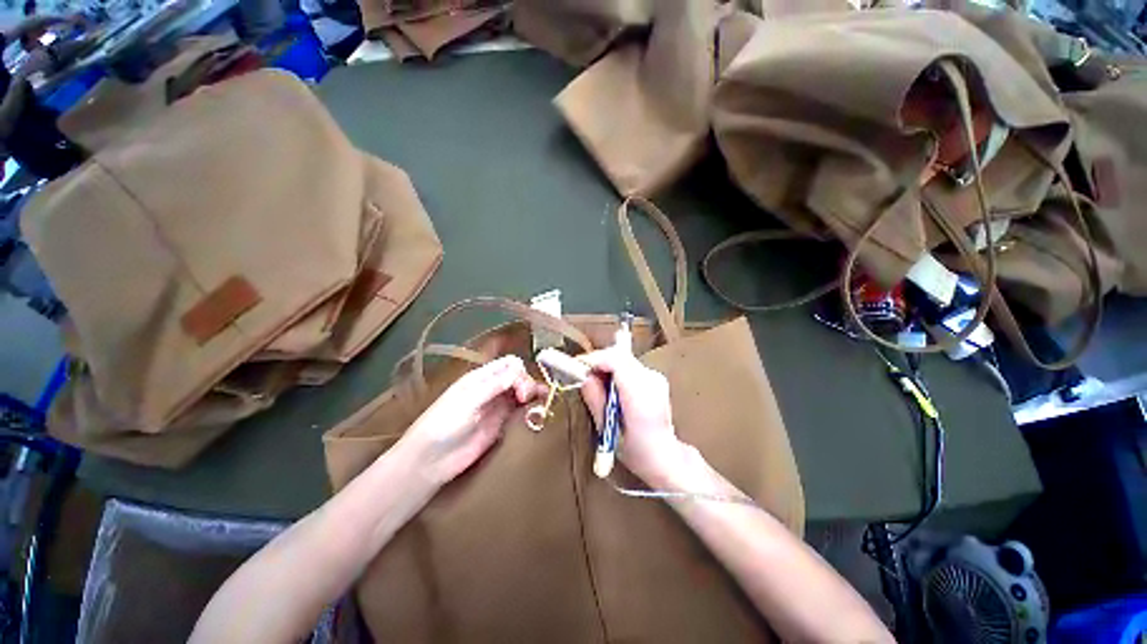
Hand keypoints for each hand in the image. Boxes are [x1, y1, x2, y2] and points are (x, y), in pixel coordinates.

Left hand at [401, 356, 545, 485]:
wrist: (431, 460)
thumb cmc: (443, 424)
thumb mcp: (468, 401)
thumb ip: (494, 386)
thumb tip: (519, 371)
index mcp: (481, 378)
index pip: (509, 364)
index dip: (519, 372)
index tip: (521, 388)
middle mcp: (492, 389)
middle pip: (519, 377)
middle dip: (527, 383)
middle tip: (527, 398)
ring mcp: (498, 407)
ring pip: (522, 393)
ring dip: (533, 393)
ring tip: (543, 399)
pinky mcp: (502, 424)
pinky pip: (520, 411)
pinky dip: (531, 408)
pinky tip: (538, 410)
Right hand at [578, 349, 686, 485]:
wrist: (666, 456)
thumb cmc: (636, 452)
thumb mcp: (608, 431)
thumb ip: (596, 401)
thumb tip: (585, 378)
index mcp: (641, 397)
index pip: (617, 362)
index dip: (595, 359)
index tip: (579, 366)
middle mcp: (652, 381)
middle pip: (620, 356)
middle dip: (599, 362)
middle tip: (584, 375)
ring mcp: (656, 377)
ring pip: (624, 359)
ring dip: (607, 366)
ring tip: (597, 385)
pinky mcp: (655, 377)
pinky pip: (630, 366)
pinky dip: (616, 371)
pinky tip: (612, 389)